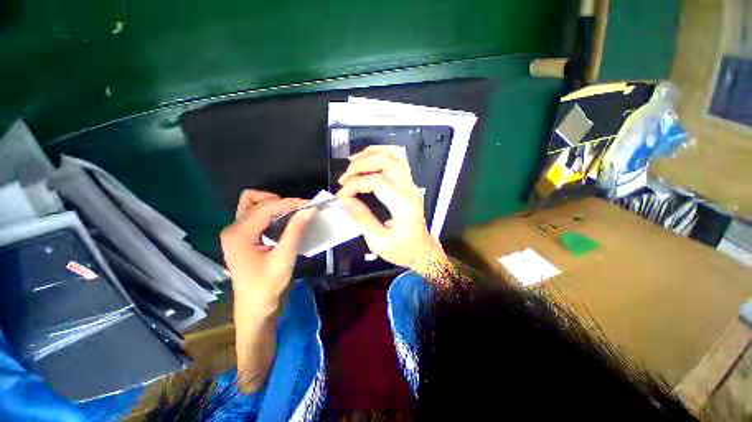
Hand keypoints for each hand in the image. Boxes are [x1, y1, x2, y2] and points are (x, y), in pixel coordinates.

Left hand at [220, 190, 315, 314]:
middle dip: (281, 202)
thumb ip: (295, 230)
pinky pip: (254, 214)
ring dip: (272, 205)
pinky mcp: (240, 236)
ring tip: (291, 214)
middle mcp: (233, 229)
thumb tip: (310, 209)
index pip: (266, 208)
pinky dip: (270, 212)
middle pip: (255, 201)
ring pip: (252, 204)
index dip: (290, 203)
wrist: (254, 306)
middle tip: (300, 211)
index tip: (310, 204)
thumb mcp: (284, 256)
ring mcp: (235, 232)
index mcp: (239, 234)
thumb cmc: (268, 285)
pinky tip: (282, 220)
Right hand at [337, 146, 449, 275]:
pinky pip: (396, 161)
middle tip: (345, 177)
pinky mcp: (408, 184)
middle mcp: (410, 189)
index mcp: (403, 205)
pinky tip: (366, 160)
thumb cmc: (401, 250)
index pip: (377, 182)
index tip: (341, 195)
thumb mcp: (378, 241)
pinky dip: (379, 155)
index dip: (355, 184)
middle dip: (361, 164)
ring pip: (393, 156)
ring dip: (370, 155)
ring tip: (352, 163)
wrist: (421, 250)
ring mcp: (411, 184)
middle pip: (387, 161)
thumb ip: (361, 218)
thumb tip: (344, 200)